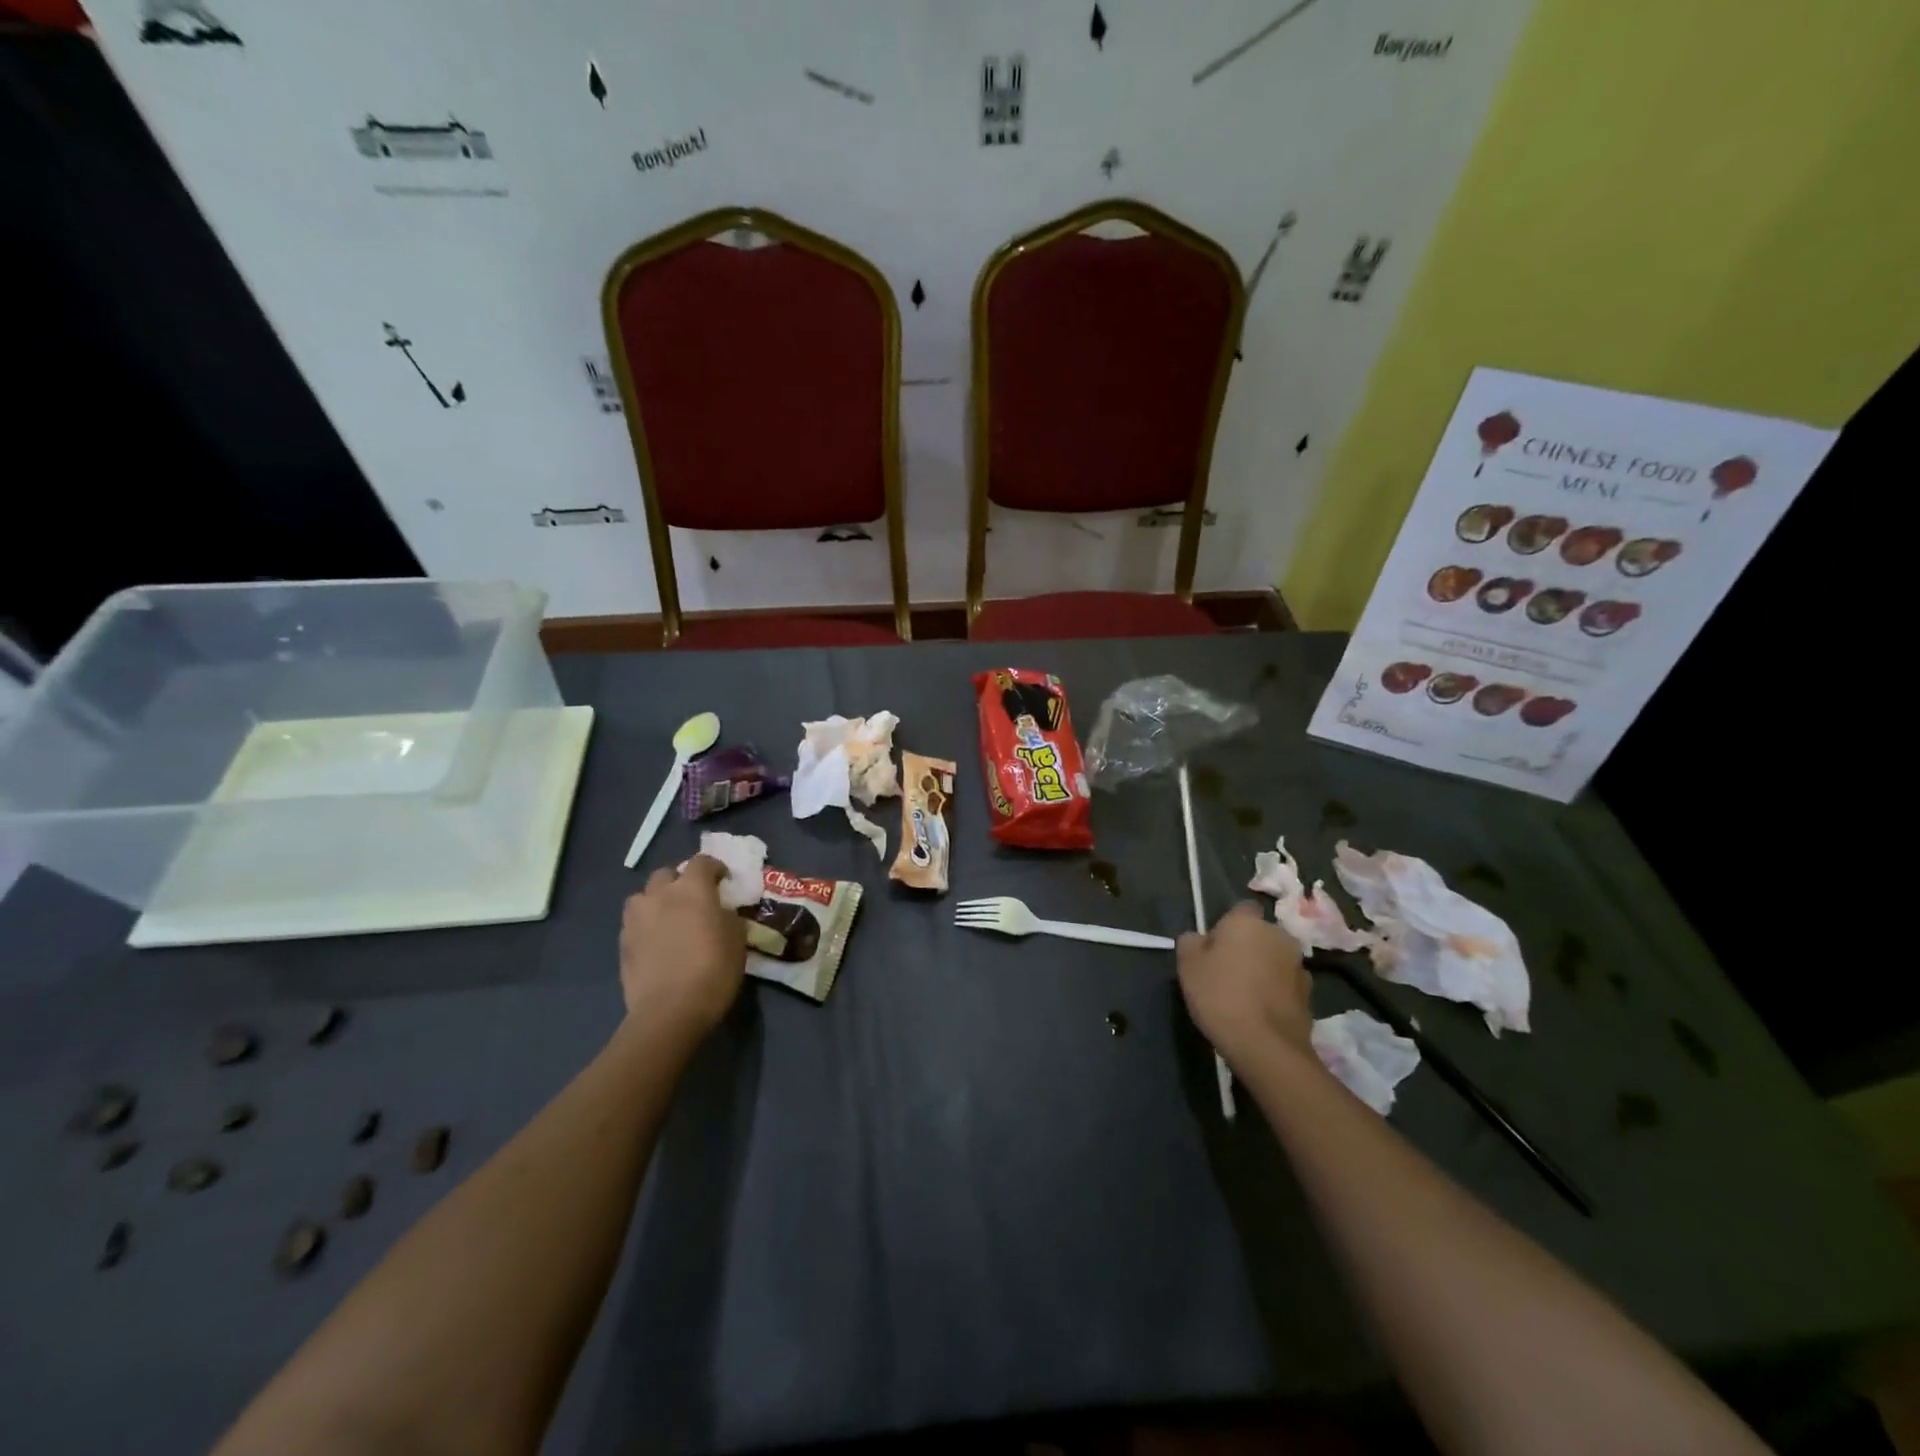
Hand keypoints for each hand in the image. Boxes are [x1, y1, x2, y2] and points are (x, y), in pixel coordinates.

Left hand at [619, 856, 746, 1035]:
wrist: (670, 1010)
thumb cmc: (713, 970)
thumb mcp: (737, 939)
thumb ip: (727, 916)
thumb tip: (720, 912)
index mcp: (692, 888)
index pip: (703, 862)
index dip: (715, 867)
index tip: (723, 880)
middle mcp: (660, 894)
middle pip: (667, 873)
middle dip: (680, 880)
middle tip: (693, 899)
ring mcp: (637, 918)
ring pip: (643, 896)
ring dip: (656, 900)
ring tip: (668, 917)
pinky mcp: (622, 942)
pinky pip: (635, 922)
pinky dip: (646, 924)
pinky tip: (656, 942)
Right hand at [1177, 902, 1312, 1069]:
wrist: (1266, 1046)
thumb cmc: (1220, 995)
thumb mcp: (1187, 965)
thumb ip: (1191, 942)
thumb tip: (1199, 939)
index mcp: (1248, 921)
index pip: (1240, 910)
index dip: (1226, 927)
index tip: (1213, 949)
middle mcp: (1279, 935)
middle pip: (1259, 935)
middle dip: (1247, 948)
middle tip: (1225, 973)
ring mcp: (1299, 966)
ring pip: (1274, 960)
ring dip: (1263, 970)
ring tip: (1244, 997)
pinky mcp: (1310, 995)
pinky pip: (1285, 985)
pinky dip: (1275, 993)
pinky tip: (1260, 1013)